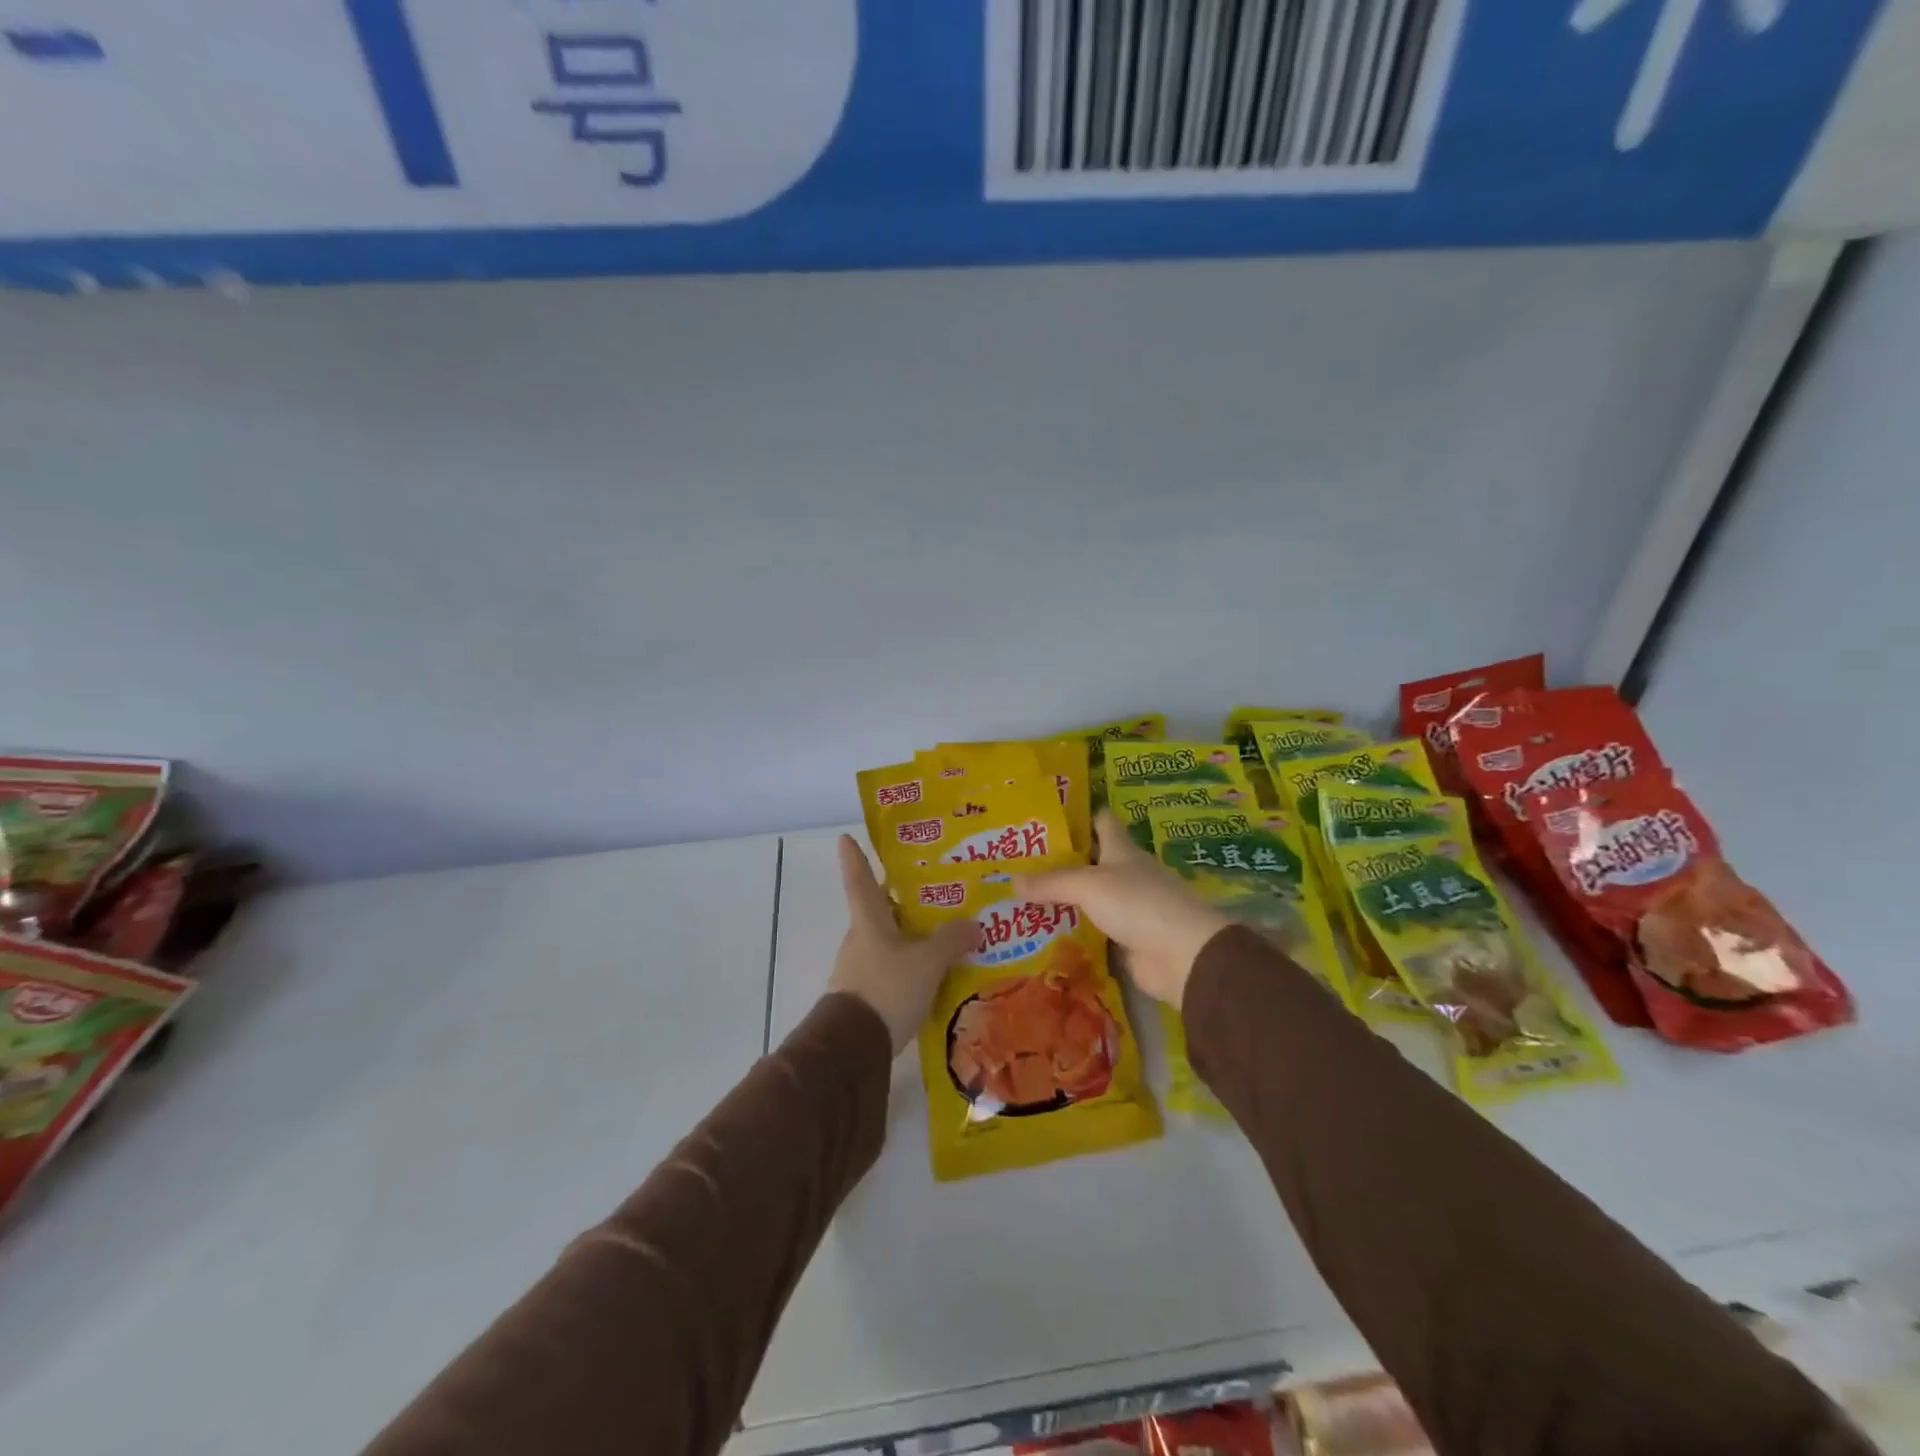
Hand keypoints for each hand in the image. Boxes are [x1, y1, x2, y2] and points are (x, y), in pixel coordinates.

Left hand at [827, 835, 976, 1055]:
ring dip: (910, 936)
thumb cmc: (887, 988)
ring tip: (944, 933)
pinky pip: (891, 969)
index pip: (859, 879)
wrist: (853, 1047)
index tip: (845, 837)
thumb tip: (975, 924)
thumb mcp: (927, 962)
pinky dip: (910, 965)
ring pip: (888, 941)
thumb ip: (951, 940)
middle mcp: (860, 938)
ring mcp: (860, 968)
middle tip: (932, 890)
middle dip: (901, 900)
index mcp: (868, 920)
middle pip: (879, 910)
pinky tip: (934, 973)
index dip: (854, 857)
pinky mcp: (865, 995)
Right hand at [1014, 811, 1229, 1007]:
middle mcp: (1126, 874)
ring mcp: (1128, 908)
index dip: (1078, 817)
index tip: (1045, 817)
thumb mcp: (1089, 885)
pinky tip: (1043, 932)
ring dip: (1063, 899)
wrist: (1182, 956)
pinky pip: (1092, 930)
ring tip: (1021, 898)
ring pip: (1089, 898)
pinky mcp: (1126, 939)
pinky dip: (1072, 930)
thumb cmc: (1138, 903)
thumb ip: (1052, 882)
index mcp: (1122, 850)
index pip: (1101, 822)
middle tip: (1019, 862)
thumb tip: (1011, 880)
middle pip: (1091, 861)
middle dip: (1060, 861)